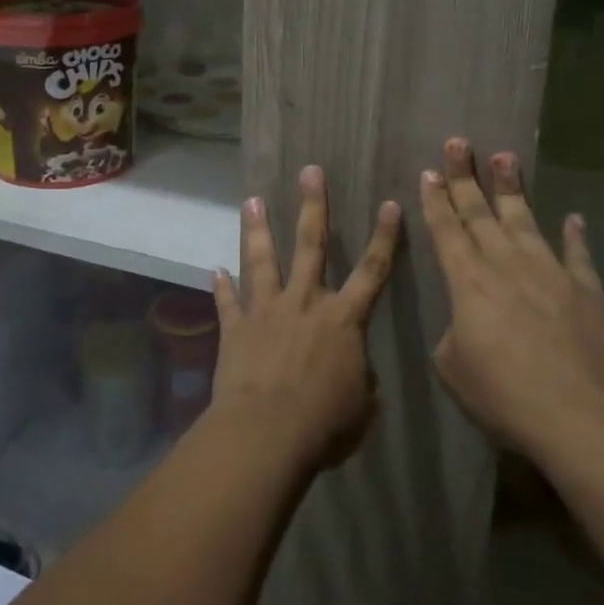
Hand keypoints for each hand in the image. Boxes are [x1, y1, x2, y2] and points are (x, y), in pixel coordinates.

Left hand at [211, 166, 401, 471]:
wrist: (266, 433)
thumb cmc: (324, 424)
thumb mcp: (361, 407)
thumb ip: (359, 380)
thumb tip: (354, 373)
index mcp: (343, 319)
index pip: (372, 270)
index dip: (384, 237)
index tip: (389, 203)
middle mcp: (304, 302)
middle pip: (311, 244)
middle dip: (313, 205)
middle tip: (309, 171)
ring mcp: (266, 310)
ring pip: (262, 260)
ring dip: (257, 229)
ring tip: (251, 201)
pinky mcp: (235, 327)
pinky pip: (227, 302)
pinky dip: (221, 287)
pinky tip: (214, 270)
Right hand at [420, 139, 603, 473]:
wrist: (585, 418)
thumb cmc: (506, 396)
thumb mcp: (453, 369)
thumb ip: (452, 335)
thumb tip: (465, 323)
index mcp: (467, 281)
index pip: (445, 229)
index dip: (435, 200)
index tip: (428, 172)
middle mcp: (505, 264)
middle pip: (479, 212)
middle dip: (464, 176)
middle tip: (457, 143)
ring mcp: (549, 272)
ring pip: (524, 219)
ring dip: (512, 188)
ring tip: (505, 156)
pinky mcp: (586, 289)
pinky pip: (577, 254)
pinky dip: (574, 235)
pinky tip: (573, 218)